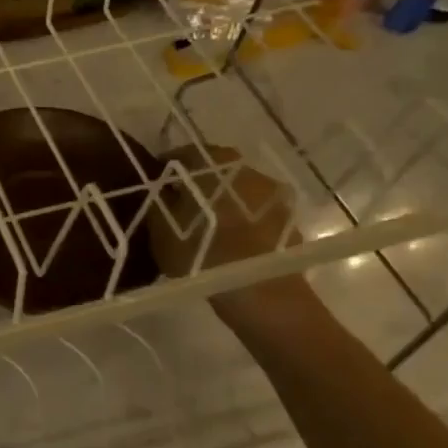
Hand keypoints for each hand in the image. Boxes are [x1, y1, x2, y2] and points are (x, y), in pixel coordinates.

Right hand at [148, 144, 297, 284]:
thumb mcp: (161, 228)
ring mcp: (275, 196)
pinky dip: (246, 224)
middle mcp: (248, 169)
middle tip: (182, 206)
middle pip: (217, 171)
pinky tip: (234, 245)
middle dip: (199, 185)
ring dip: (225, 204)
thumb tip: (163, 190)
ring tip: (209, 228)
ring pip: (241, 193)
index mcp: (213, 164)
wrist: (259, 292)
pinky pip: (259, 216)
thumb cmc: (201, 252)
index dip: (167, 169)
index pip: (185, 155)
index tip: (156, 184)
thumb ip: (159, 202)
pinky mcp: (291, 222)